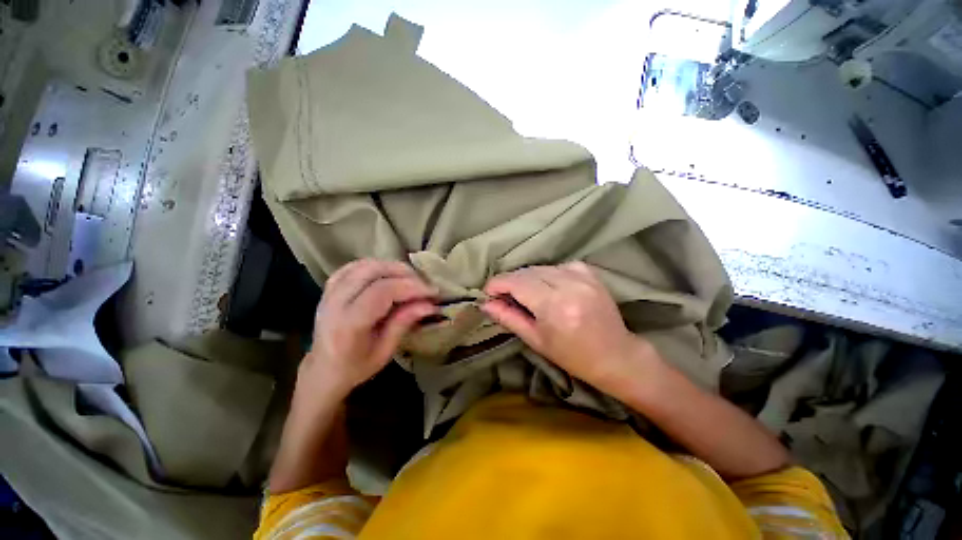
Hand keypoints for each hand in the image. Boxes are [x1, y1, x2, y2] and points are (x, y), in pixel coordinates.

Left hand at [302, 259, 438, 395]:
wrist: (322, 370)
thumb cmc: (355, 367)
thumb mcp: (384, 352)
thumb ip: (403, 323)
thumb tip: (429, 304)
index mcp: (348, 325)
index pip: (382, 292)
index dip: (410, 287)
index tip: (432, 292)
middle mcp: (334, 303)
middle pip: (372, 271)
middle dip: (403, 273)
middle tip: (423, 283)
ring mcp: (329, 292)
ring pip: (363, 264)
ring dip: (391, 267)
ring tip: (410, 278)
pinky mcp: (329, 287)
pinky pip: (354, 266)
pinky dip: (375, 265)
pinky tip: (388, 274)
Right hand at [481, 262, 655, 396]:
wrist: (615, 355)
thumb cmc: (572, 356)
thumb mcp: (536, 340)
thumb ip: (509, 318)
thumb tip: (485, 304)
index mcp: (554, 305)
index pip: (517, 282)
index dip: (497, 284)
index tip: (488, 291)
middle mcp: (568, 285)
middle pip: (528, 272)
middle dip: (510, 281)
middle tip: (503, 294)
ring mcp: (582, 277)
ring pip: (542, 267)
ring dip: (528, 277)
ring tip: (525, 293)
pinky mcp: (590, 274)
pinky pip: (559, 265)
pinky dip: (547, 273)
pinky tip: (548, 285)